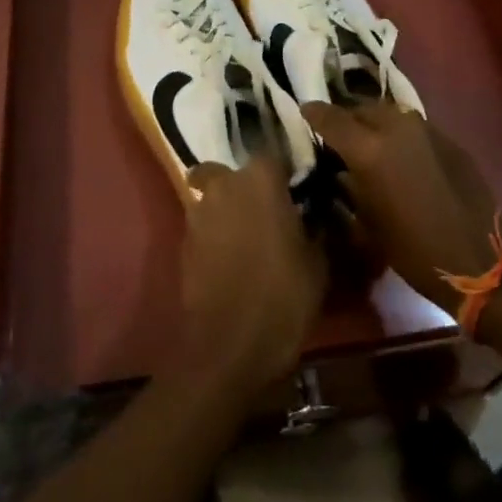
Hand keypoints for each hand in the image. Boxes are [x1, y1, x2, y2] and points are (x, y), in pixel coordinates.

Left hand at [172, 156, 326, 400]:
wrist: (229, 347)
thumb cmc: (283, 297)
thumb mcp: (318, 263)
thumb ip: (315, 228)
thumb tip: (316, 215)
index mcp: (260, 179)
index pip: (273, 154)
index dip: (284, 171)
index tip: (297, 189)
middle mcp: (224, 185)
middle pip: (231, 172)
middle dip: (245, 186)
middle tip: (267, 212)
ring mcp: (199, 213)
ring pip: (211, 197)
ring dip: (226, 209)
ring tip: (248, 237)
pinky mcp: (183, 244)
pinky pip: (203, 227)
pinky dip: (215, 235)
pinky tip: (232, 260)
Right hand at [301, 102, 501, 313]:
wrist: (479, 260)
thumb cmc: (413, 251)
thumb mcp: (367, 222)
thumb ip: (349, 185)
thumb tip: (340, 169)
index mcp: (368, 150)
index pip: (330, 118)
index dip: (314, 114)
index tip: (305, 112)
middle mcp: (395, 127)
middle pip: (361, 108)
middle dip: (347, 118)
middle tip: (339, 136)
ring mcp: (426, 129)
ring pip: (389, 113)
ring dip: (374, 123)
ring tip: (369, 142)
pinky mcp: (448, 138)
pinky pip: (414, 126)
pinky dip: (400, 135)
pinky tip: (402, 156)